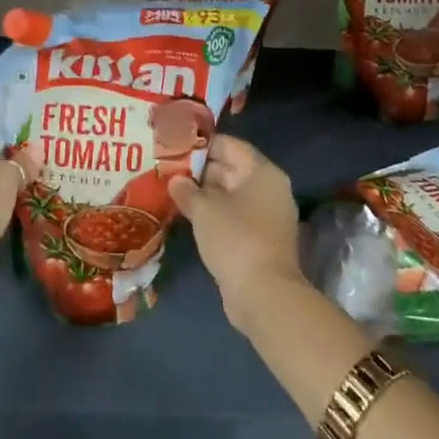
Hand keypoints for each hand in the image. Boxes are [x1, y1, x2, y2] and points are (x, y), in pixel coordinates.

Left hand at [0, 110, 37, 297]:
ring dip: (15, 172)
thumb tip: (35, 155)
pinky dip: (9, 193)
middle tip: (49, 143)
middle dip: (17, 147)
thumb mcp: (2, 176)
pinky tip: (36, 191)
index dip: (12, 120)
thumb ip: (21, 160)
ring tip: (48, 165)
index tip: (40, 120)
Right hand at [167, 136, 303, 332]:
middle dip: (200, 169)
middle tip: (168, 167)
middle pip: (232, 168)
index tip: (175, 144)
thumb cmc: (235, 238)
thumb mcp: (204, 209)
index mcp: (262, 172)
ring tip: (172, 189)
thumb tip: (176, 180)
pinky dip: (214, 213)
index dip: (202, 143)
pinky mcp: (261, 239)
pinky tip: (188, 215)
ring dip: (205, 193)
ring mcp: (267, 216)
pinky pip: (234, 216)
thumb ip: (186, 189)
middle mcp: (269, 189)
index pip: (230, 145)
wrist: (264, 294)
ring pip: (231, 194)